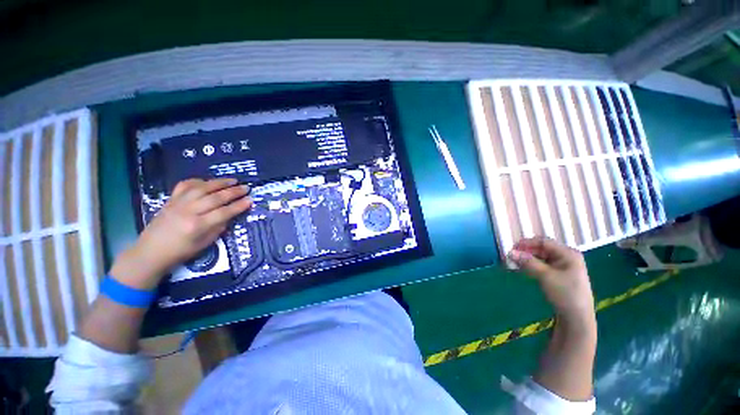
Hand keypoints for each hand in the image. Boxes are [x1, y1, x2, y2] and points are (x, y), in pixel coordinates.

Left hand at [110, 178, 251, 288]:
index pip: (224, 212)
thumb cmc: (181, 252)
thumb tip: (230, 215)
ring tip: (233, 180)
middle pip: (215, 198)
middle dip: (234, 192)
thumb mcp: (205, 244)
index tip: (251, 200)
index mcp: (198, 226)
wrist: (150, 251)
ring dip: (220, 182)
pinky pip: (185, 185)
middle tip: (246, 188)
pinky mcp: (171, 199)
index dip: (239, 205)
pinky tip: (207, 181)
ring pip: (202, 188)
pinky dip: (198, 181)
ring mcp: (178, 203)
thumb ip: (219, 228)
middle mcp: (189, 211)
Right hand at [508, 237, 594, 319]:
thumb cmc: (565, 294)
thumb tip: (510, 252)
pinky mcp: (558, 275)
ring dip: (526, 260)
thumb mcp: (545, 276)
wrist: (577, 318)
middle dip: (525, 253)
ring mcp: (562, 266)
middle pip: (541, 249)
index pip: (543, 242)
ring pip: (540, 258)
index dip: (526, 243)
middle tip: (510, 258)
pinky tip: (521, 270)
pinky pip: (541, 266)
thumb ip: (528, 262)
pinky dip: (531, 267)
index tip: (511, 248)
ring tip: (513, 264)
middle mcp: (566, 257)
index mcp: (568, 253)